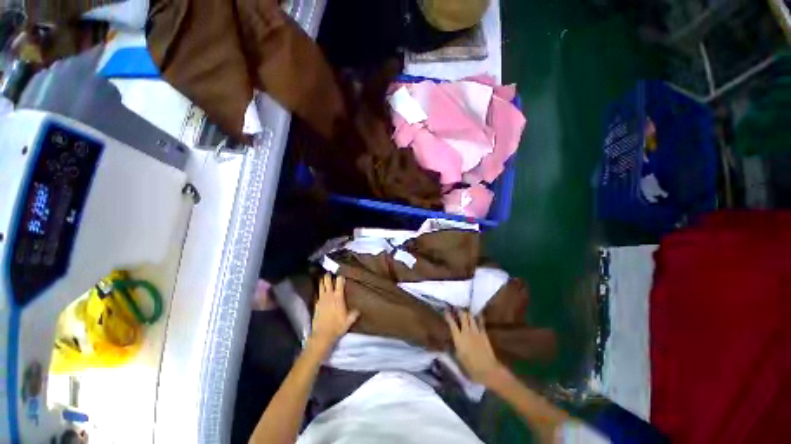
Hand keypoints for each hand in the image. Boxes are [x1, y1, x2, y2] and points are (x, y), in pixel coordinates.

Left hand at [309, 274, 359, 353]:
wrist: (322, 334)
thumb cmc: (337, 326)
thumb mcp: (349, 320)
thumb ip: (354, 314)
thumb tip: (359, 310)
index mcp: (338, 297)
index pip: (339, 283)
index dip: (340, 277)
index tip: (341, 274)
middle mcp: (329, 295)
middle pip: (327, 282)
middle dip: (328, 276)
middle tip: (329, 271)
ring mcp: (321, 299)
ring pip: (320, 286)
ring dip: (322, 281)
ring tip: (322, 277)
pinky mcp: (316, 304)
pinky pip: (317, 294)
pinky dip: (318, 290)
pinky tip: (318, 290)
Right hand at [445, 311, 505, 386]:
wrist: (488, 370)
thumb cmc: (470, 367)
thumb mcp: (458, 358)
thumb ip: (455, 348)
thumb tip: (450, 344)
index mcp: (458, 338)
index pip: (451, 323)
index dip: (448, 315)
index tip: (446, 310)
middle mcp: (466, 332)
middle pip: (463, 316)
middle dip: (459, 311)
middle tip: (457, 308)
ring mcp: (476, 332)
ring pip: (471, 317)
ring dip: (468, 313)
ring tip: (466, 311)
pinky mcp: (484, 334)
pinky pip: (481, 323)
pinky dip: (479, 318)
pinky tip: (478, 315)